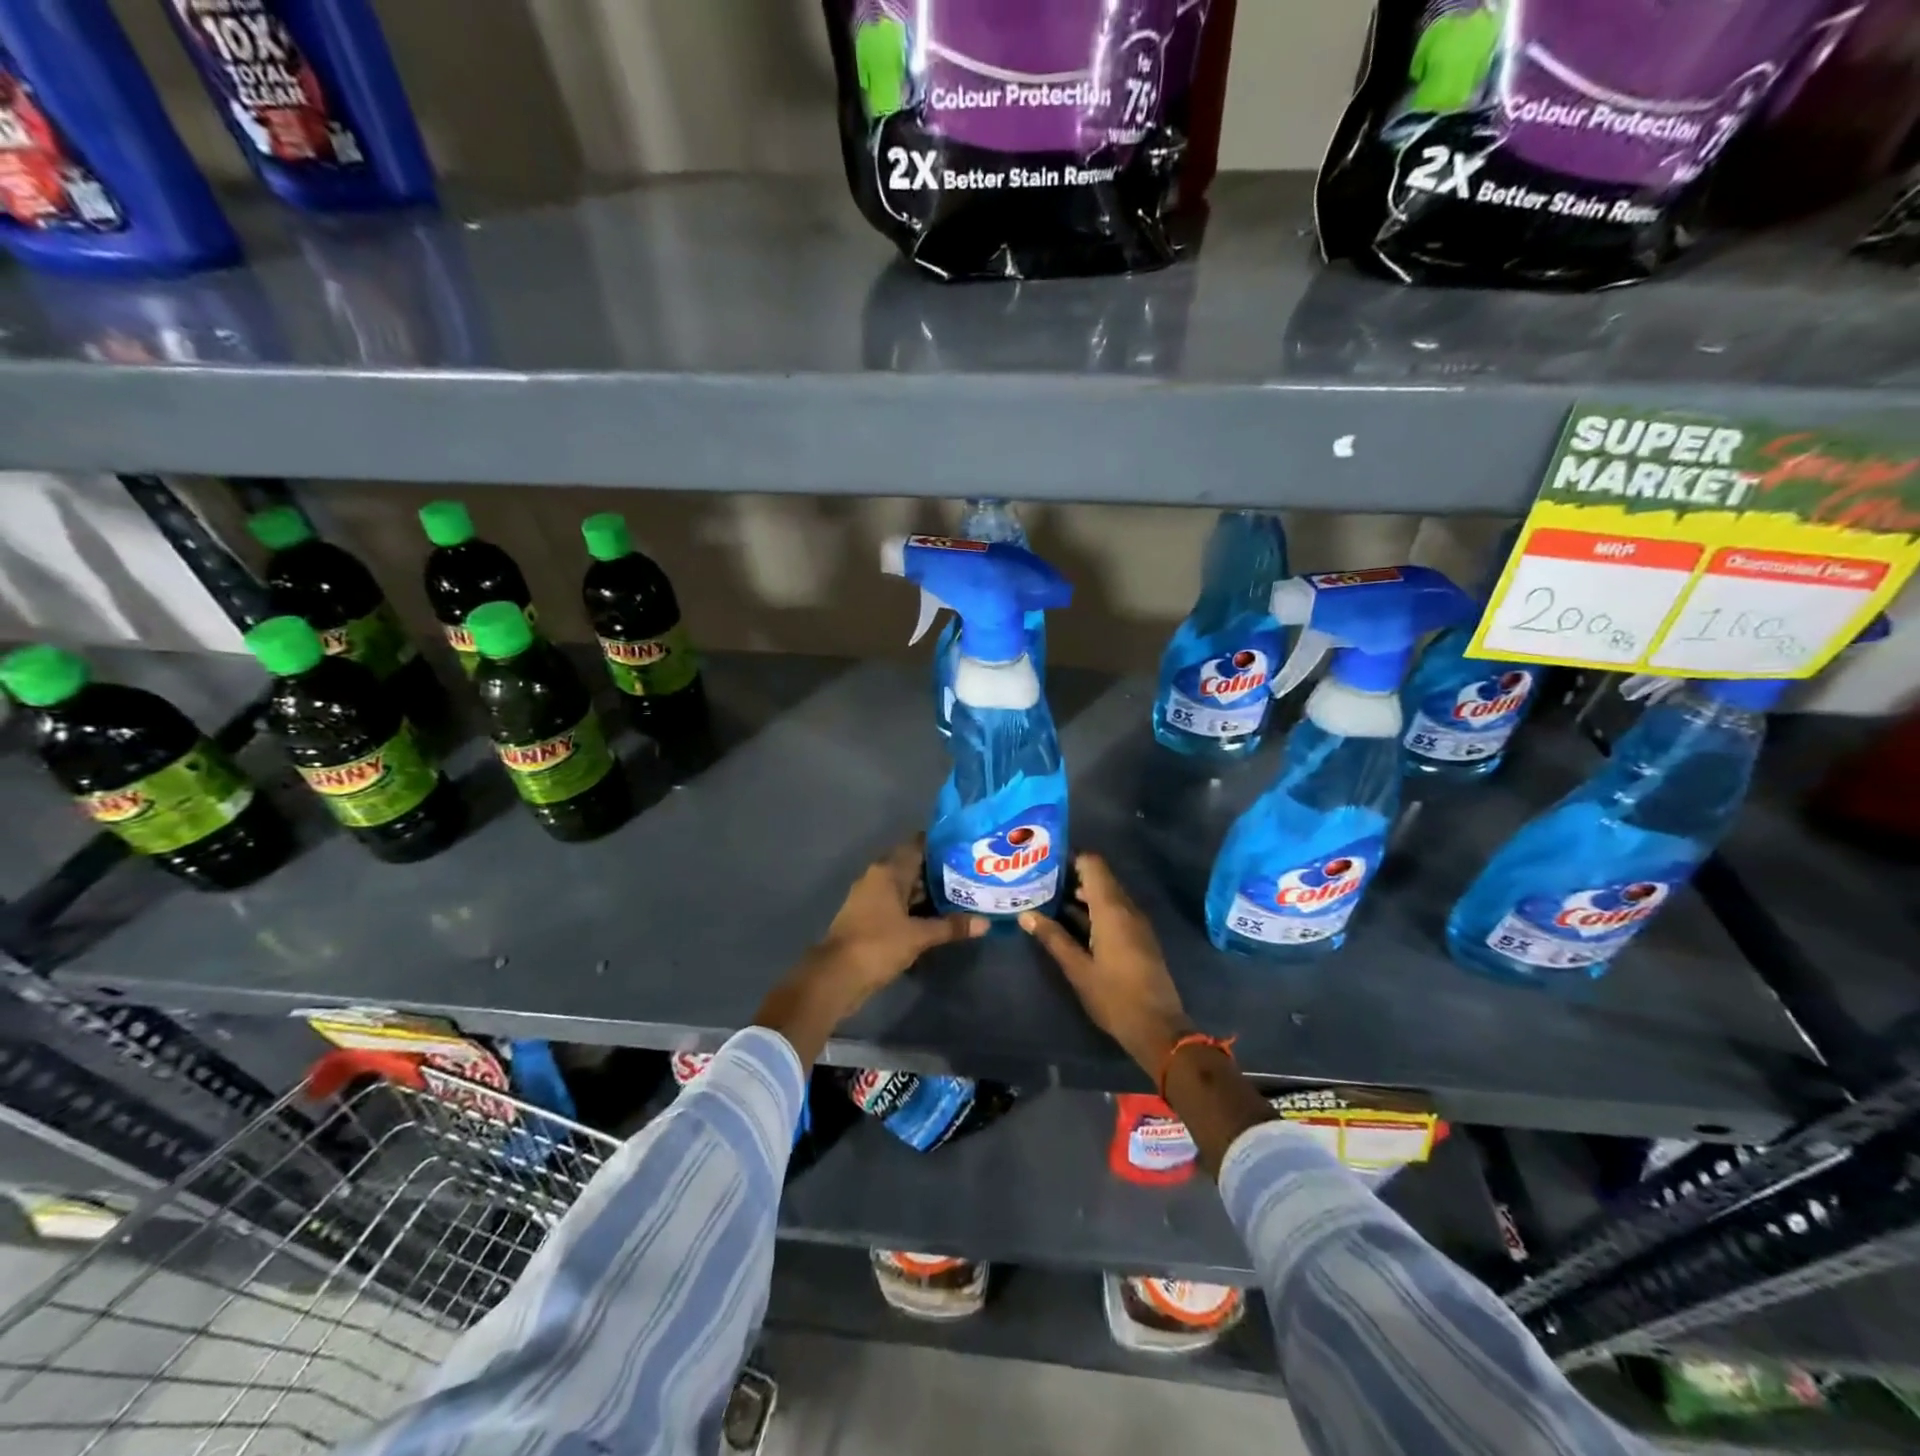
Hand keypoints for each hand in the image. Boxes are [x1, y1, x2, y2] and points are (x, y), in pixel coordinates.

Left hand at [754, 840, 984, 1063]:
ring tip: (961, 895)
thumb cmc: (878, 944)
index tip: (965, 848)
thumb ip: (951, 926)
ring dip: (928, 892)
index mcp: (887, 871)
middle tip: (970, 874)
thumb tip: (985, 922)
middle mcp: (877, 878)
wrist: (836, 975)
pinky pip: (897, 905)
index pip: (917, 846)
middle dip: (939, 871)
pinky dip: (915, 908)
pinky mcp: (868, 918)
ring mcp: (870, 898)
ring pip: (905, 887)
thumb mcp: (919, 936)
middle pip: (912, 866)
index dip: (940, 845)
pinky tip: (937, 917)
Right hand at [1019, 853, 1193, 1077]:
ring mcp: (1135, 923)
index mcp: (1112, 910)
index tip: (1044, 860)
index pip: (1093, 864)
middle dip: (1070, 875)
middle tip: (1038, 879)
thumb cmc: (1114, 996)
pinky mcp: (1138, 937)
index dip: (1070, 857)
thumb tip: (1025, 914)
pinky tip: (1069, 921)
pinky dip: (1092, 909)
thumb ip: (1053, 938)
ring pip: (1106, 895)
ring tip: (1047, 898)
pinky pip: (1114, 911)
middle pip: (1099, 877)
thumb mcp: (1077, 968)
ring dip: (1080, 894)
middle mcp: (1127, 909)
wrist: (1157, 1028)